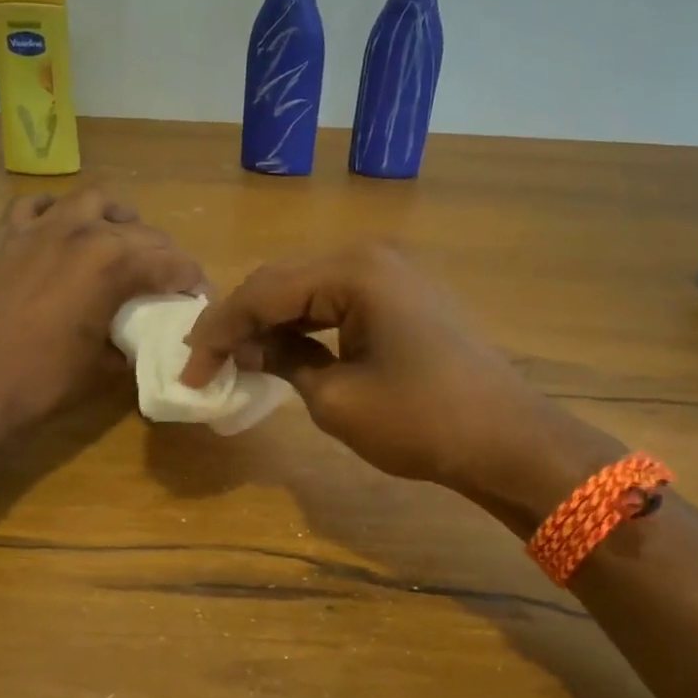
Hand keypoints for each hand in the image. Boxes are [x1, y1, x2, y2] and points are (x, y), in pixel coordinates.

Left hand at [0, 188, 204, 429]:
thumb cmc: (48, 379)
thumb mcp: (107, 366)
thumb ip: (133, 341)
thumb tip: (144, 337)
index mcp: (113, 264)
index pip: (170, 262)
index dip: (192, 278)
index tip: (200, 294)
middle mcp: (82, 233)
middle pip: (139, 231)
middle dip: (164, 252)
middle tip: (170, 278)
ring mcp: (41, 229)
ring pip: (92, 201)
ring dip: (116, 218)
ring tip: (122, 240)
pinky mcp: (9, 237)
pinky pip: (37, 205)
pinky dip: (56, 210)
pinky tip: (64, 228)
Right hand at [181, 243, 550, 489]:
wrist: (509, 441)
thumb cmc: (420, 421)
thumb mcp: (336, 399)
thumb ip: (283, 361)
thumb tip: (247, 349)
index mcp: (353, 271)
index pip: (264, 292)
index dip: (219, 332)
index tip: (188, 369)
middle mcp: (371, 256)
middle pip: (283, 282)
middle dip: (240, 322)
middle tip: (205, 361)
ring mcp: (393, 273)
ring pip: (309, 290)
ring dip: (271, 322)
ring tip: (236, 358)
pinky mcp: (404, 296)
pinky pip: (339, 301)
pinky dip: (306, 325)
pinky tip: (283, 348)